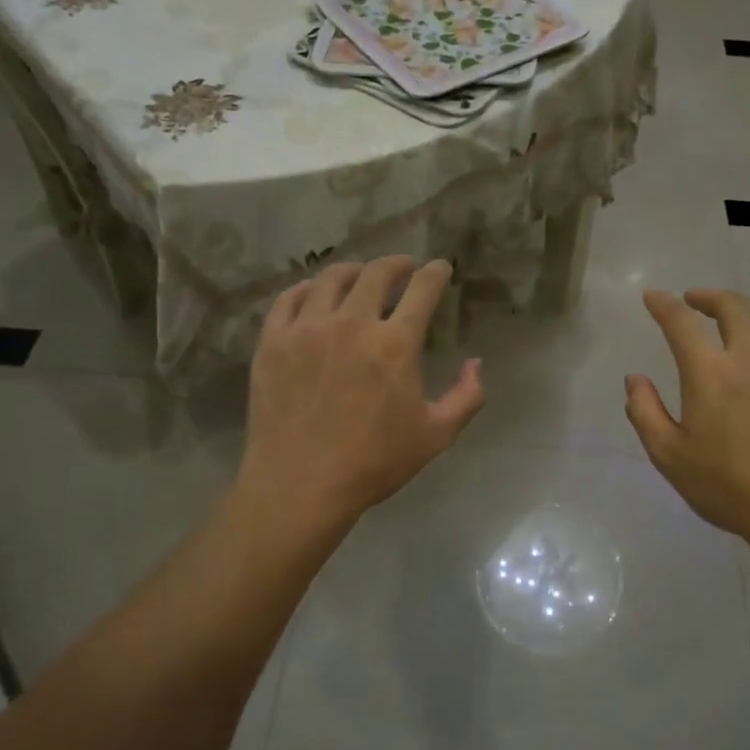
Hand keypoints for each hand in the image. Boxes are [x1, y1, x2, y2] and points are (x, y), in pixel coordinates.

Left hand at [238, 256, 484, 528]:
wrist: (300, 486)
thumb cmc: (373, 463)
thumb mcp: (436, 436)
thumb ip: (466, 396)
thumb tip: (476, 363)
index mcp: (395, 344)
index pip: (422, 290)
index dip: (434, 273)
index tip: (439, 267)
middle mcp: (352, 323)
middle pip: (376, 273)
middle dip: (396, 264)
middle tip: (403, 267)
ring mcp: (307, 329)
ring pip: (331, 278)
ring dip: (353, 270)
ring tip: (360, 275)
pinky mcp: (273, 342)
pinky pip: (289, 299)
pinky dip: (307, 288)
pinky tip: (314, 292)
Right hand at [626, 288, 749, 548]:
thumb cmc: (729, 486)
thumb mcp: (669, 456)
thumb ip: (644, 412)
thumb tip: (635, 379)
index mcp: (710, 372)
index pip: (680, 322)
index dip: (663, 304)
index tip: (653, 296)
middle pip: (731, 306)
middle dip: (708, 297)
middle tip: (694, 301)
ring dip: (745, 310)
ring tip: (734, 319)